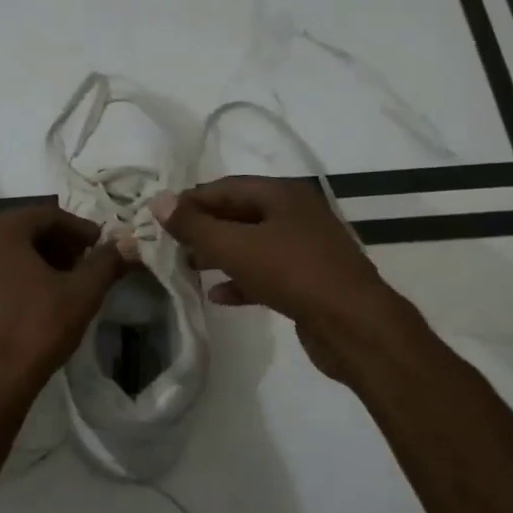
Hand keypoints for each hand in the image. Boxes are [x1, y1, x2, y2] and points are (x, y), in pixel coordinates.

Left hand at [0, 205, 130, 403]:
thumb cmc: (37, 328)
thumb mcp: (82, 293)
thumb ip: (107, 262)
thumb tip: (129, 244)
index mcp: (2, 230)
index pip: (49, 214)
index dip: (81, 228)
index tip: (103, 246)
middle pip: (29, 230)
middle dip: (62, 243)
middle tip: (88, 262)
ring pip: (13, 251)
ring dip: (45, 259)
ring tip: (71, 281)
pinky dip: (24, 275)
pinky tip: (45, 298)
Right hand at [155, 176, 388, 383]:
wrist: (354, 325)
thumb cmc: (293, 274)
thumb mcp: (236, 246)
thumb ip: (195, 225)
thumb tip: (158, 201)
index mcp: (283, 194)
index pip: (226, 187)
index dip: (191, 200)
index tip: (161, 217)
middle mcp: (297, 214)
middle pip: (239, 214)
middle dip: (204, 229)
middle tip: (171, 244)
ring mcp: (306, 248)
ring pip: (252, 244)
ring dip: (219, 254)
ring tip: (188, 267)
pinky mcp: (309, 281)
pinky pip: (267, 272)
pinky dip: (241, 279)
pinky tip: (218, 295)